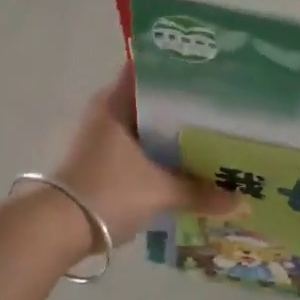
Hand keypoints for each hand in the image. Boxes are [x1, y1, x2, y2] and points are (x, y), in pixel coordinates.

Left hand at [53, 66, 238, 244]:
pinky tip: (190, 164)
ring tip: (214, 135)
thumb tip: (240, 201)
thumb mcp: (160, 192)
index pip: (150, 70)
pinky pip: (140, 150)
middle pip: (154, 101)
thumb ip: (200, 192)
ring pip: (148, 128)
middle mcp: (107, 112)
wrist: (58, 229)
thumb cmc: (108, 192)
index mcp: (115, 102)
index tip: (213, 73)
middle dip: (186, 107)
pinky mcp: (103, 162)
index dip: (181, 69)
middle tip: (224, 108)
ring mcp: (103, 138)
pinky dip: (162, 155)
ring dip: (174, 134)